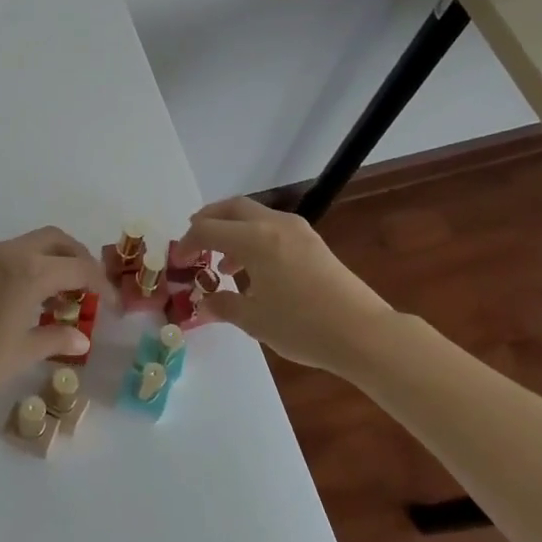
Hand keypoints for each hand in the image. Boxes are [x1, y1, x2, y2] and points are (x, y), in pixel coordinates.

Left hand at [0, 226, 109, 408]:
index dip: (100, 284)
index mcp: (29, 271)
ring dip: (51, 261)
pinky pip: (8, 256)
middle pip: (56, 240)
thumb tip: (82, 338)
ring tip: (59, 297)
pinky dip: (28, 267)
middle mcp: (9, 254)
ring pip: (30, 245)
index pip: (78, 268)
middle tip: (88, 286)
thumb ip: (55, 338)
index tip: (111, 305)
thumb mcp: (22, 352)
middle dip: (78, 258)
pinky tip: (26, 299)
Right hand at [178, 197, 395, 377]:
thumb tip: (206, 303)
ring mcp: (297, 230)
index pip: (208, 229)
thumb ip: (224, 305)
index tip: (178, 261)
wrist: (363, 333)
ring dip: (233, 230)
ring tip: (224, 263)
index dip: (188, 243)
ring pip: (254, 215)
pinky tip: (256, 269)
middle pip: (231, 208)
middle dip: (209, 221)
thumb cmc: (301, 325)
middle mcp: (274, 224)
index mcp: (254, 238)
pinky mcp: (313, 242)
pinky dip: (255, 237)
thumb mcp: (254, 320)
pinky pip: (273, 227)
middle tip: (195, 242)